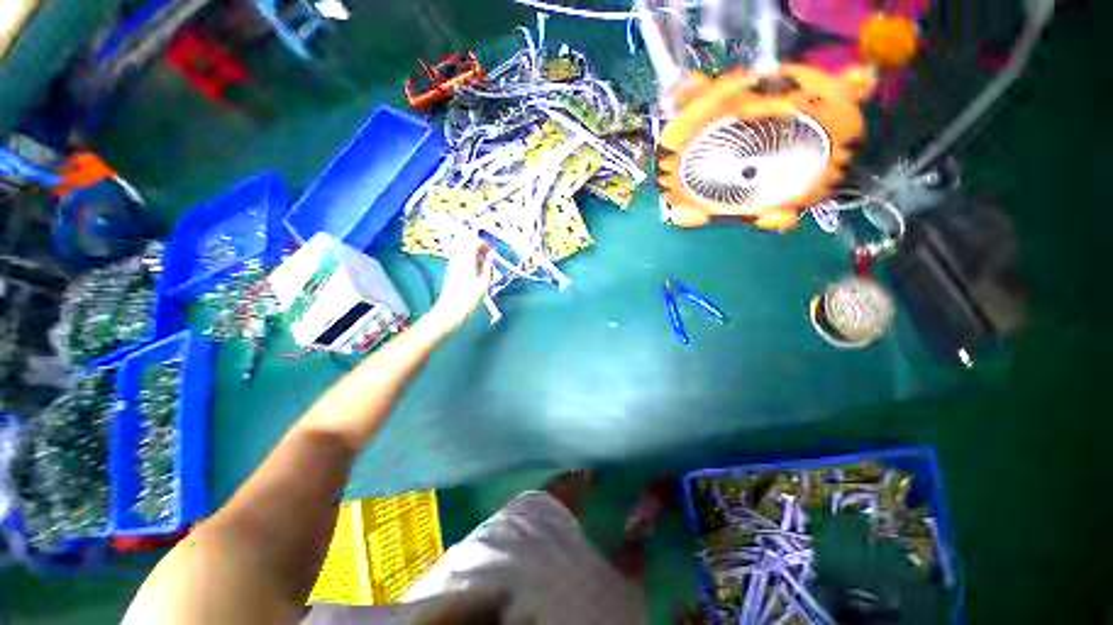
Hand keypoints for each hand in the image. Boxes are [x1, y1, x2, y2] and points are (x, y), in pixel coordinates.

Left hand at [427, 236, 493, 331]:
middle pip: (467, 246)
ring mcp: (452, 266)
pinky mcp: (450, 273)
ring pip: (463, 253)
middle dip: (479, 248)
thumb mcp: (484, 283)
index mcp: (466, 259)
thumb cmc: (469, 299)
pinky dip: (469, 262)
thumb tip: (491, 257)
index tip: (493, 250)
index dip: (484, 244)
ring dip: (474, 255)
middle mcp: (457, 259)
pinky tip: (476, 271)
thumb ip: (488, 268)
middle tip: (489, 257)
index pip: (474, 243)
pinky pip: (460, 261)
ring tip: (484, 264)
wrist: (449, 312)